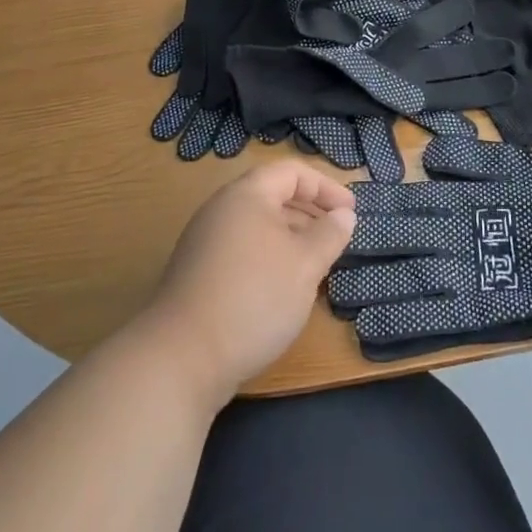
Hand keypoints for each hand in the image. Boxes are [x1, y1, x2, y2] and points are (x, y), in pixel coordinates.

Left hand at [140, 161, 356, 406]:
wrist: (181, 359)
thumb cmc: (253, 298)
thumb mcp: (305, 265)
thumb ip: (329, 235)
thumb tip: (344, 215)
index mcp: (246, 195)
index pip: (292, 172)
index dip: (326, 187)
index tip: (351, 211)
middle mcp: (222, 209)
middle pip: (273, 195)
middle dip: (310, 211)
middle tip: (337, 235)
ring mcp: (205, 241)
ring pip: (258, 225)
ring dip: (291, 236)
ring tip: (316, 262)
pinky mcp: (198, 273)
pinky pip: (243, 248)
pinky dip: (269, 256)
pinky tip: (284, 287)